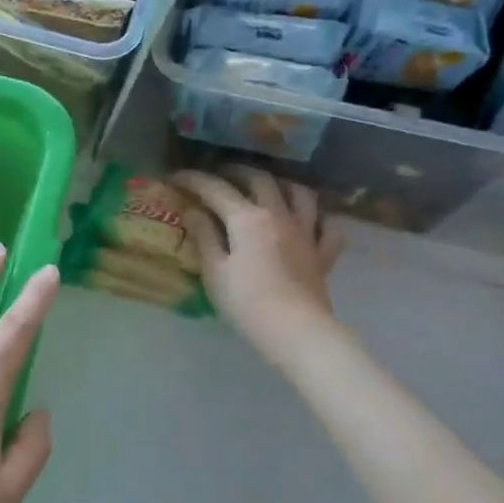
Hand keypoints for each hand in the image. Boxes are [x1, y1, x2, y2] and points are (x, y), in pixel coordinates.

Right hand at [172, 169, 346, 361]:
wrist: (295, 331)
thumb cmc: (246, 303)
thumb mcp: (214, 271)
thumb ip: (204, 235)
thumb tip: (192, 210)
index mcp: (247, 218)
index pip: (215, 189)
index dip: (193, 179)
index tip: (176, 176)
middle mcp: (278, 215)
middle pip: (259, 179)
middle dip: (236, 171)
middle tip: (219, 175)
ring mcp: (305, 232)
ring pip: (299, 193)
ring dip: (281, 183)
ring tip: (267, 187)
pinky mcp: (322, 254)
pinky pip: (327, 226)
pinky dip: (318, 218)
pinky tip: (308, 222)